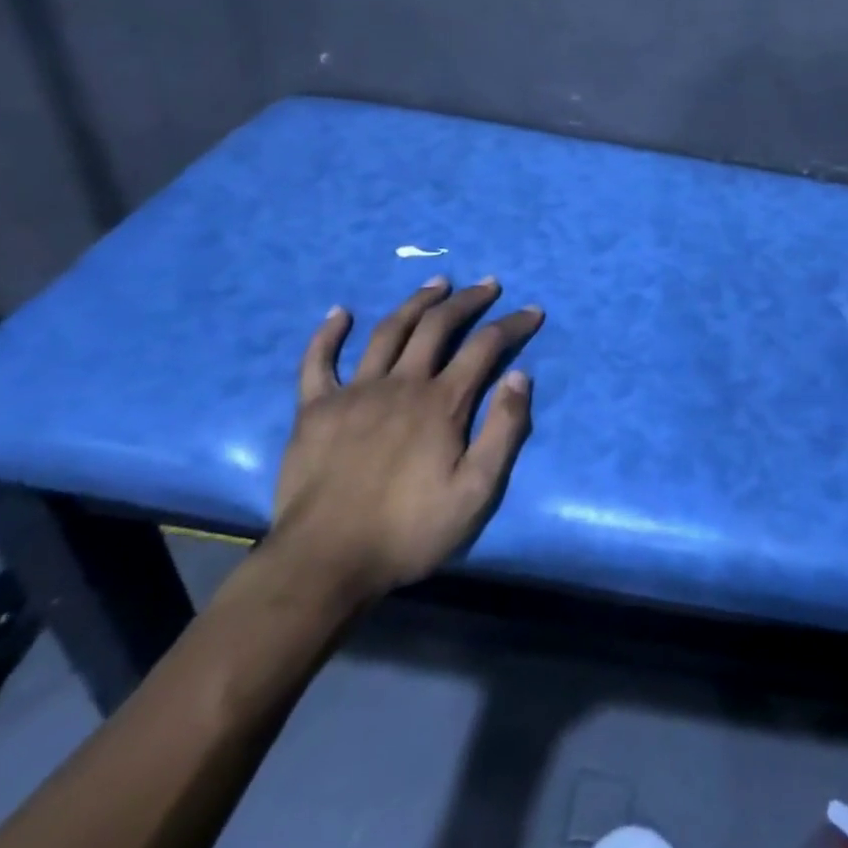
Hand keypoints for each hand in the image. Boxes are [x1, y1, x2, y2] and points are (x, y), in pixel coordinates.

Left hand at [268, 278, 541, 604]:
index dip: (512, 324)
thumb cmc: (408, 530)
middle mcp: (401, 384)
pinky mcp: (315, 409)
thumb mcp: (476, 491)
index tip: (533, 310)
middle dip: (467, 300)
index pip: (485, 346)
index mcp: (442, 402)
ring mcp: (354, 392)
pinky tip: (339, 312)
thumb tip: (522, 376)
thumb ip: (504, 430)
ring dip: (416, 302)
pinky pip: (318, 361)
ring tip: (436, 283)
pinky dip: (327, 334)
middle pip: (438, 326)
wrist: (324, 563)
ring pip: (388, 331)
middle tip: (487, 284)